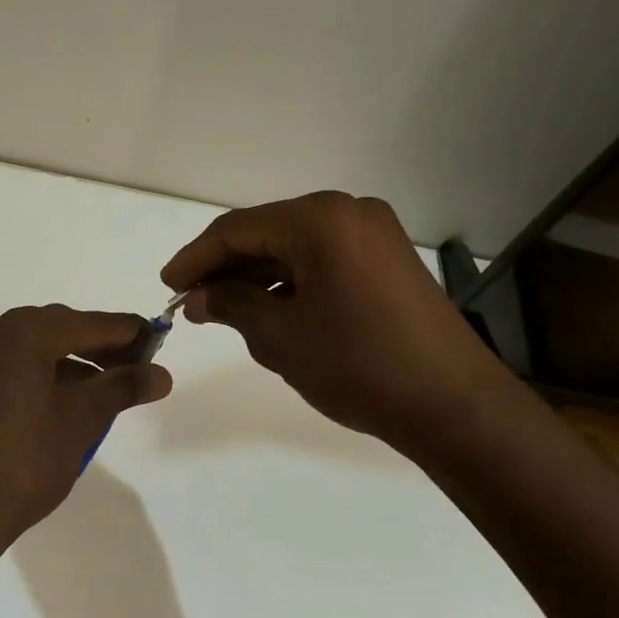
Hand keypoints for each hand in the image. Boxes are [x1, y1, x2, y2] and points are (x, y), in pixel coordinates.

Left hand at [0, 306, 172, 553]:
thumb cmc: (24, 461)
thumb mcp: (81, 421)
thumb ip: (122, 388)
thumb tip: (161, 374)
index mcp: (22, 333)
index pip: (90, 323)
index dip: (128, 332)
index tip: (159, 342)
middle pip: (60, 328)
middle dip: (99, 346)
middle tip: (136, 366)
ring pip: (34, 346)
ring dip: (71, 361)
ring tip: (106, 387)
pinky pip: (11, 363)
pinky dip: (41, 372)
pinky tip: (65, 396)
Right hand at [160, 192, 509, 454]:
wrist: (451, 404)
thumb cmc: (357, 364)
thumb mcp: (279, 336)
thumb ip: (230, 304)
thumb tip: (196, 297)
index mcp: (320, 220)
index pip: (237, 229)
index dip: (195, 257)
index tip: (167, 287)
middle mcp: (349, 212)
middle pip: (266, 232)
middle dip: (225, 266)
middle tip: (190, 300)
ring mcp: (373, 235)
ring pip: (294, 246)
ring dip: (255, 275)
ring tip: (220, 308)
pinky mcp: (386, 260)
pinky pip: (322, 259)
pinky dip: (289, 280)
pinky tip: (266, 308)